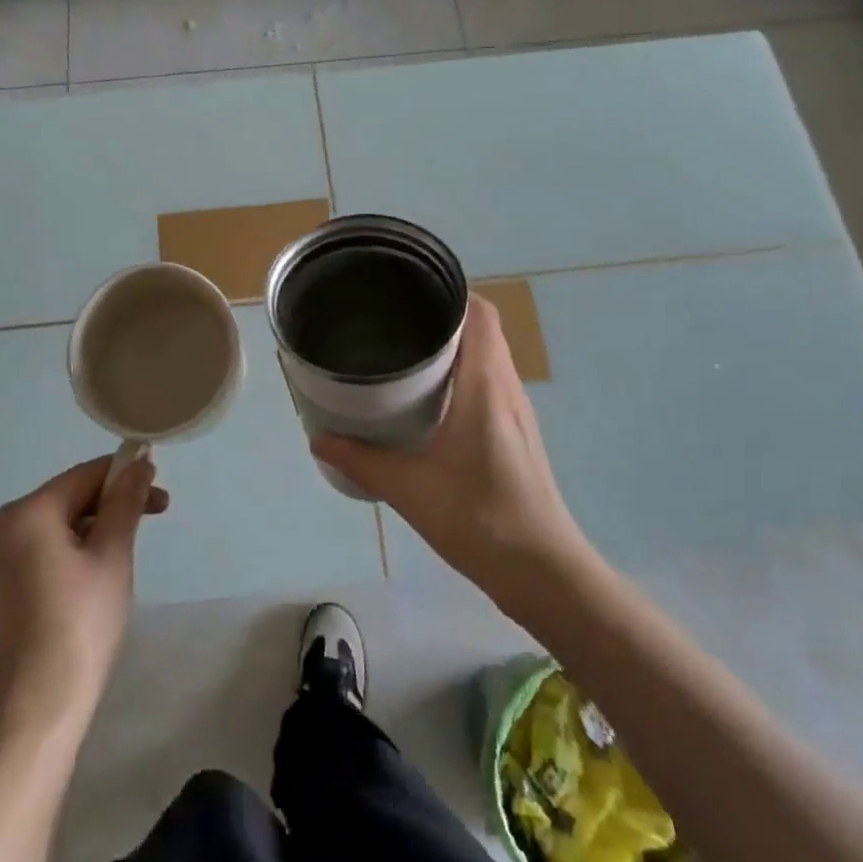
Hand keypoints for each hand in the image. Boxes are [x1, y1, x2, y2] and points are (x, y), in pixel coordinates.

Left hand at [0, 455, 168, 736]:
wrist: (36, 709)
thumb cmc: (80, 623)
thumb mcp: (112, 554)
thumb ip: (126, 501)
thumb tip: (139, 461)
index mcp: (27, 512)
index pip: (85, 475)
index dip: (126, 476)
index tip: (162, 496)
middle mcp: (3, 528)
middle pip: (70, 497)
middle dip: (113, 503)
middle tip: (155, 519)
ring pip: (59, 525)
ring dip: (97, 528)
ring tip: (127, 554)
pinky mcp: (1, 590)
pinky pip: (45, 551)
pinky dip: (76, 551)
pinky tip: (98, 578)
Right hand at [312, 295, 587, 600]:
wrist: (543, 572)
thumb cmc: (479, 519)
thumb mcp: (409, 489)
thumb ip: (361, 460)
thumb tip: (318, 438)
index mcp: (485, 386)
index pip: (480, 314)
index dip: (451, 291)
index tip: (410, 289)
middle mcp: (506, 388)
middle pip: (483, 329)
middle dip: (442, 315)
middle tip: (393, 319)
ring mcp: (517, 411)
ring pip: (488, 356)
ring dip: (454, 345)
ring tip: (405, 350)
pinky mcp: (517, 433)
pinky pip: (490, 381)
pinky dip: (463, 373)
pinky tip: (430, 398)